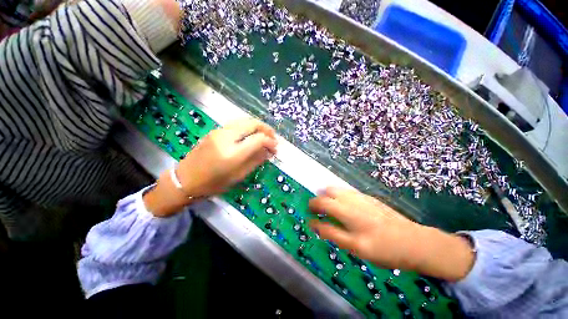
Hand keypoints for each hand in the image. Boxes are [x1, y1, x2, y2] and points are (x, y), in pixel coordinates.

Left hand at [144, 119, 276, 216]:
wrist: (186, 179)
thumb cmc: (214, 183)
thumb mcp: (239, 176)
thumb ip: (256, 161)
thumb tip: (269, 151)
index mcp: (233, 153)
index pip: (258, 139)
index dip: (270, 141)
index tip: (275, 148)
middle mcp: (226, 137)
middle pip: (252, 123)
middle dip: (266, 129)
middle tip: (273, 138)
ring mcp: (219, 131)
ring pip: (244, 120)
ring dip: (257, 126)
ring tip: (265, 135)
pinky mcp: (215, 130)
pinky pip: (236, 124)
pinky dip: (248, 127)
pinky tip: (251, 135)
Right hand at [309, 188, 474, 281]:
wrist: (414, 242)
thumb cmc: (382, 247)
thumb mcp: (353, 246)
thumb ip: (331, 232)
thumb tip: (313, 224)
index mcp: (345, 209)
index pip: (321, 201)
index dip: (312, 205)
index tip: (309, 212)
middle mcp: (351, 198)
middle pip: (328, 190)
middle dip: (320, 198)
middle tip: (320, 211)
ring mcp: (361, 196)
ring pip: (339, 189)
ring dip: (330, 196)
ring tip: (332, 211)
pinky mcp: (369, 198)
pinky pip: (348, 192)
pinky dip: (341, 197)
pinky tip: (347, 210)